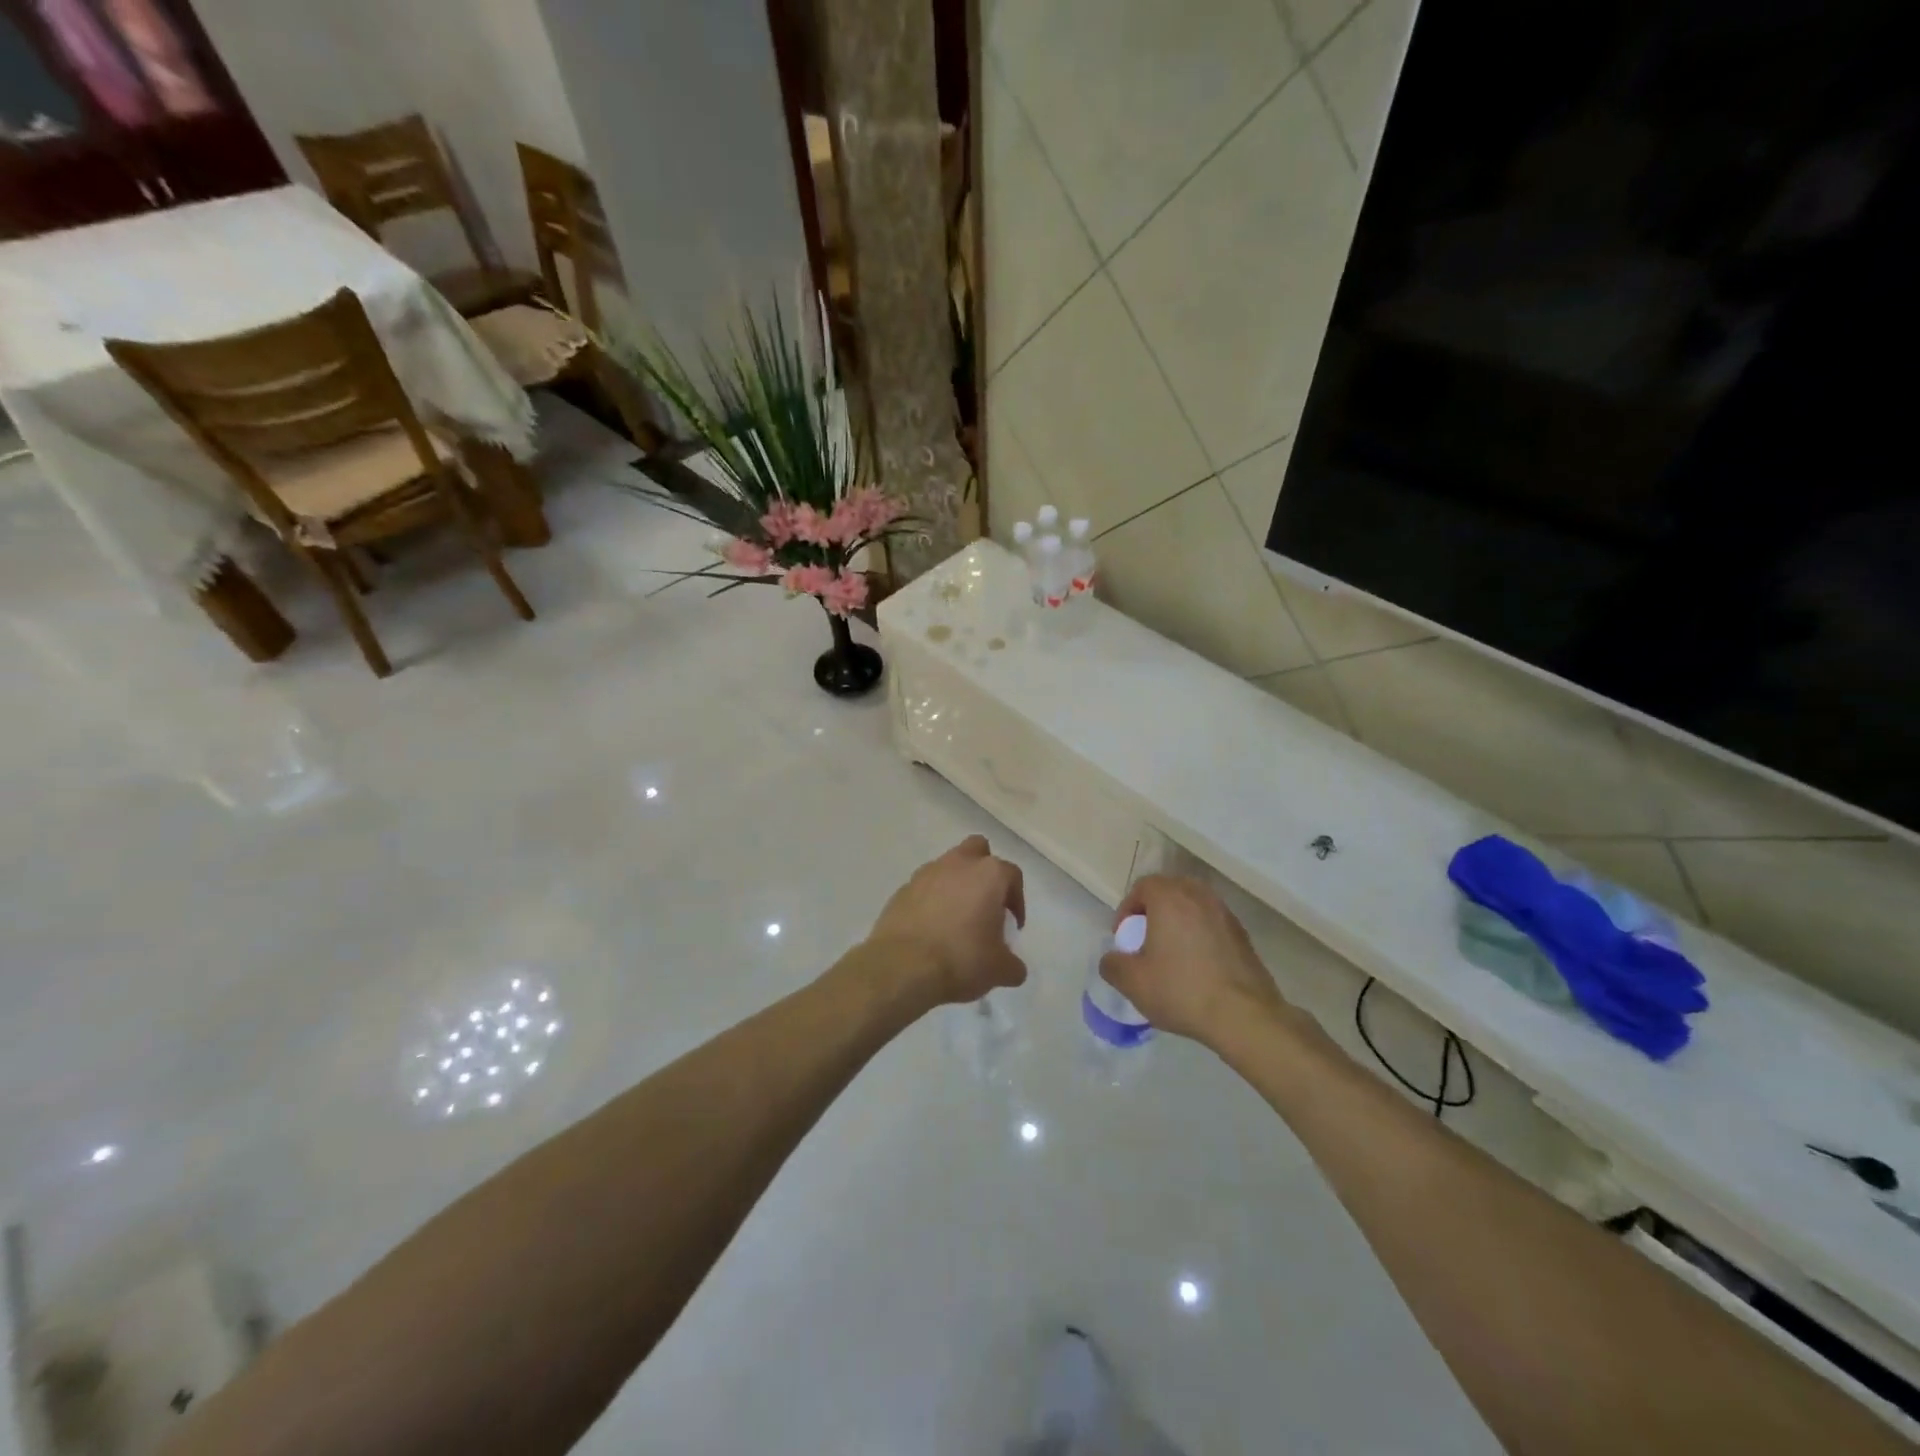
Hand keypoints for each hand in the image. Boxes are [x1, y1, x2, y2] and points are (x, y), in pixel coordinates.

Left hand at [864, 835, 1026, 1006]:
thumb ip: (1013, 964)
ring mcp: (925, 874)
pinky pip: (923, 889)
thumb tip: (1013, 967)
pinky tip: (930, 929)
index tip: (1012, 925)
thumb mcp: (1000, 970)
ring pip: (947, 867)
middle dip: (983, 871)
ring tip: (956, 920)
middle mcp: (957, 864)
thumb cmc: (961, 959)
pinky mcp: (901, 890)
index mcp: (988, 874)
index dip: (1017, 900)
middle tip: (985, 903)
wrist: (903, 967)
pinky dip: (930, 901)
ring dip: (955, 886)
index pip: (1012, 875)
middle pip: (977, 850)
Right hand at [1099, 876, 1287, 1047]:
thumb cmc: (1182, 990)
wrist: (1244, 1016)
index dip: (1127, 909)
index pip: (1143, 886)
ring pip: (1194, 907)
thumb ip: (1112, 964)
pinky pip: (1212, 924)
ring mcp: (1225, 914)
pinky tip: (1197, 967)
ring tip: (1172, 954)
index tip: (1125, 937)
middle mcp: (1199, 896)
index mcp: (1170, 898)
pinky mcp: (1243, 935)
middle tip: (1146, 941)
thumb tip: (1112, 959)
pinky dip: (1200, 936)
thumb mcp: (1133, 982)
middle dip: (1153, 912)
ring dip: (1179, 922)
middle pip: (1170, 891)